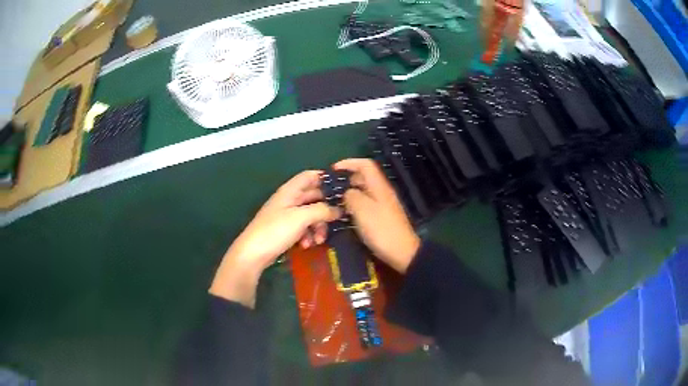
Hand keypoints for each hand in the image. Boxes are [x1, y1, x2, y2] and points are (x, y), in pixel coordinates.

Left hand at [209, 170, 340, 306]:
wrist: (253, 254)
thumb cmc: (276, 230)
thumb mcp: (301, 218)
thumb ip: (322, 210)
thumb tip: (339, 209)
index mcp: (290, 190)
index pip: (310, 176)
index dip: (325, 179)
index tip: (342, 189)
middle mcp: (289, 199)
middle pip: (313, 197)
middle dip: (325, 209)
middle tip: (338, 219)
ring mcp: (287, 215)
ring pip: (311, 215)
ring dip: (318, 226)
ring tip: (319, 240)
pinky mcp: (286, 230)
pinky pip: (303, 228)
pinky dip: (308, 235)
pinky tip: (306, 245)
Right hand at [334, 159, 420, 273]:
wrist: (402, 252)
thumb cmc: (381, 229)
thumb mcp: (361, 210)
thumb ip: (351, 196)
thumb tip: (347, 192)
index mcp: (379, 186)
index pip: (365, 164)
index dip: (349, 163)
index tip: (333, 170)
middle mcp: (382, 191)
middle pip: (364, 177)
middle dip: (347, 179)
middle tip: (331, 188)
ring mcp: (384, 204)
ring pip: (364, 191)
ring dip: (350, 193)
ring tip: (335, 201)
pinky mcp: (383, 216)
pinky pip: (366, 203)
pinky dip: (355, 204)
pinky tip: (347, 215)